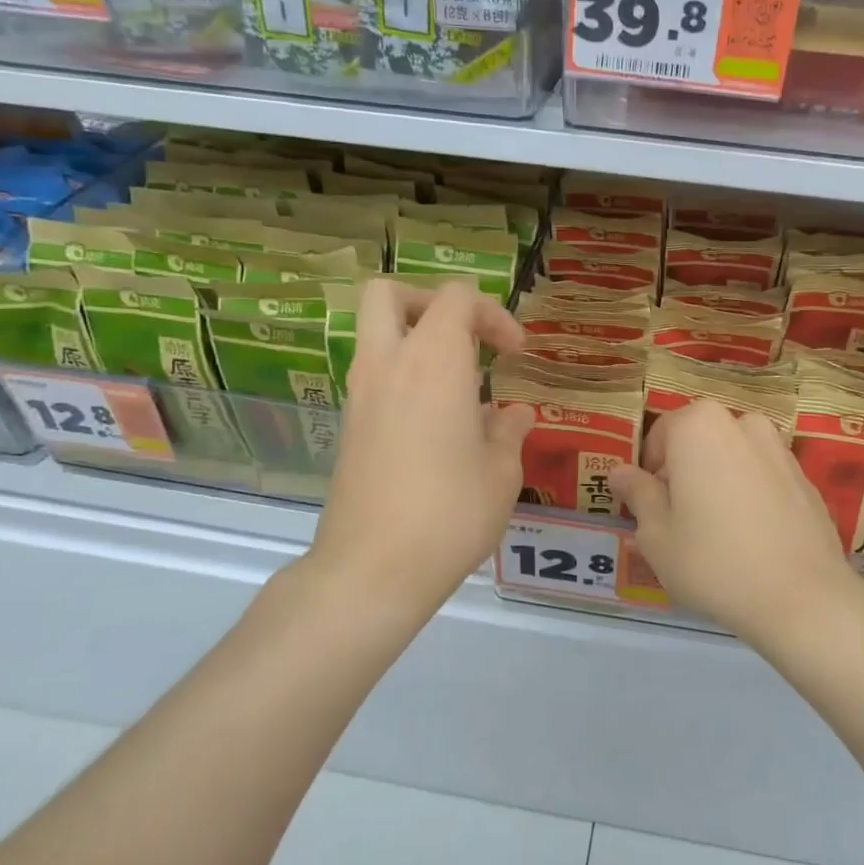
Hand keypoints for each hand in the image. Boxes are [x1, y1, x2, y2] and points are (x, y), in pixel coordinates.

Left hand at [310, 280, 532, 618]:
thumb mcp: (501, 473)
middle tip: (466, 340)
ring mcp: (360, 395)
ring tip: (461, 390)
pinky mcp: (349, 427)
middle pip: (390, 294)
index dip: (493, 314)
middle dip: (431, 303)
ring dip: (416, 343)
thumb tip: (513, 414)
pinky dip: (404, 379)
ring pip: (376, 335)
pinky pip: (375, 376)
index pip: (456, 298)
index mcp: (432, 362)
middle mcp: (388, 365)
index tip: (515, 353)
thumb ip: (509, 431)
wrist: (371, 570)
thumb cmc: (449, 514)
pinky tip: (437, 427)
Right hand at [608, 400, 863, 651]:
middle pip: (699, 440)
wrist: (803, 599)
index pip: (661, 434)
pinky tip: (752, 538)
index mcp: (700, 427)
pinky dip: (751, 495)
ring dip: (718, 479)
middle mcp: (743, 424)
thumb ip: (638, 494)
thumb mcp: (657, 535)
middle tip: (680, 521)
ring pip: (733, 456)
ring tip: (717, 530)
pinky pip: (763, 477)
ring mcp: (780, 449)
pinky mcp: (806, 478)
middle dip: (684, 471)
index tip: (651, 507)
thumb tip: (620, 472)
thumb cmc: (714, 563)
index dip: (650, 469)